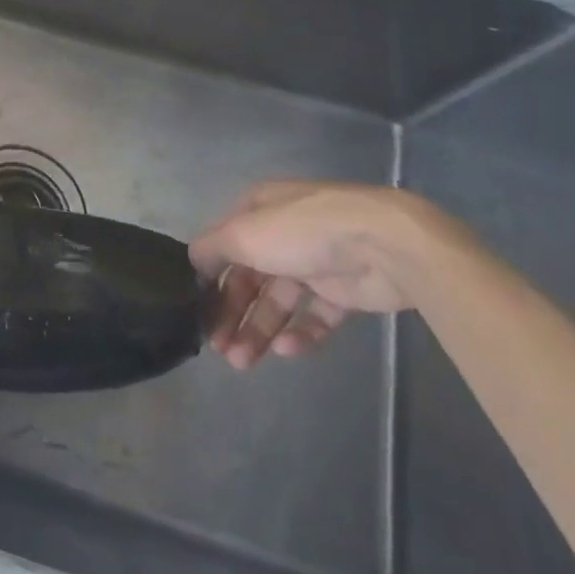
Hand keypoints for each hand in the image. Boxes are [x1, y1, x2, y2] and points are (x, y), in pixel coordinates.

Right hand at [189, 181, 433, 369]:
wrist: (382, 245)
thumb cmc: (301, 231)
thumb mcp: (244, 233)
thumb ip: (212, 248)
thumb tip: (192, 262)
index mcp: (257, 211)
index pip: (224, 245)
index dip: (209, 277)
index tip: (197, 310)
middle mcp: (281, 234)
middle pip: (249, 277)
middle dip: (232, 312)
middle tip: (218, 348)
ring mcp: (313, 262)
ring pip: (278, 301)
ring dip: (258, 329)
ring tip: (242, 362)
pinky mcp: (342, 292)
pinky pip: (314, 316)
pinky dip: (299, 333)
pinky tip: (285, 350)